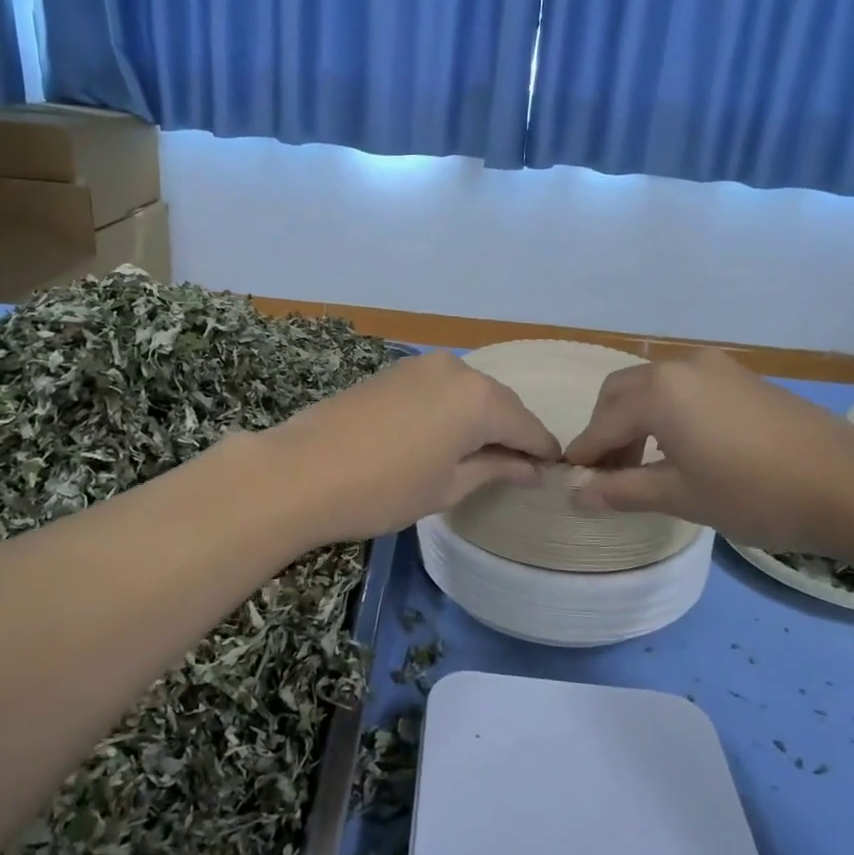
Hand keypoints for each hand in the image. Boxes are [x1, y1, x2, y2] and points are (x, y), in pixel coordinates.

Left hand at [263, 351, 561, 544]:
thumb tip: (533, 469)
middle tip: (517, 468)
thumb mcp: (448, 486)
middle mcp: (457, 370)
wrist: (301, 471)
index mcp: (480, 399)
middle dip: (513, 433)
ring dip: (482, 419)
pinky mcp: (395, 370)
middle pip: (501, 403)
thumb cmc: (384, 489)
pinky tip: (445, 435)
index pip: (528, 426)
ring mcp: (422, 365)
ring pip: (470, 392)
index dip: (543, 451)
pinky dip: (453, 409)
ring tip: (480, 455)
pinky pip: (442, 387)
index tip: (552, 472)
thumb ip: (496, 469)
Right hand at [565, 349, 853, 555]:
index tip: (573, 481)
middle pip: (622, 393)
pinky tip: (683, 447)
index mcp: (659, 392)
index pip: (602, 422)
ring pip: (654, 387)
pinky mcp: (743, 378)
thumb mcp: (680, 496)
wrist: (852, 485)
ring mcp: (717, 368)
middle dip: (607, 430)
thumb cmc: (754, 493)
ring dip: (637, 420)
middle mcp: (682, 366)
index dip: (585, 454)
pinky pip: (686, 388)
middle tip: (609, 473)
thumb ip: (622, 491)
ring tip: (644, 465)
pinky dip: (668, 412)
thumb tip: (576, 496)